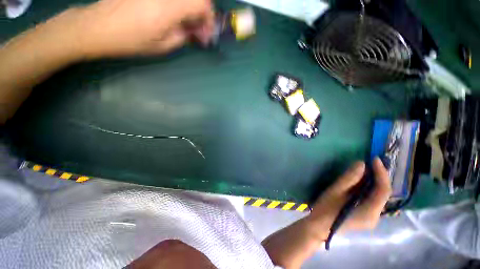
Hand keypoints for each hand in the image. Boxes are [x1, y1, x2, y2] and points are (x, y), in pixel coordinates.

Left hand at [72, 0, 214, 57]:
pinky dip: (180, 7)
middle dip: (202, 15)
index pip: (202, 4)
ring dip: (191, 11)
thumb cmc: (131, 40)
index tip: (207, 33)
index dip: (210, 18)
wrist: (99, 25)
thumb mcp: (163, 45)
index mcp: (169, 7)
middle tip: (198, 31)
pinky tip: (176, 17)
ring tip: (188, 26)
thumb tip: (196, 31)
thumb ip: (184, 35)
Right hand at [262, 158, 390, 268]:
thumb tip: (361, 164)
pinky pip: (372, 200)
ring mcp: (371, 218)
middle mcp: (375, 216)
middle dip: (379, 176)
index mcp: (370, 212)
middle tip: (371, 162)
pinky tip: (361, 182)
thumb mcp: (335, 192)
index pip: (383, 191)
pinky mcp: (365, 217)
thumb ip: (349, 179)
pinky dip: (369, 189)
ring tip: (367, 168)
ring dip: (374, 182)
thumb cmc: (326, 210)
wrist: (319, 228)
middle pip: (383, 194)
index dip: (381, 173)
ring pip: (378, 197)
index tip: (374, 159)